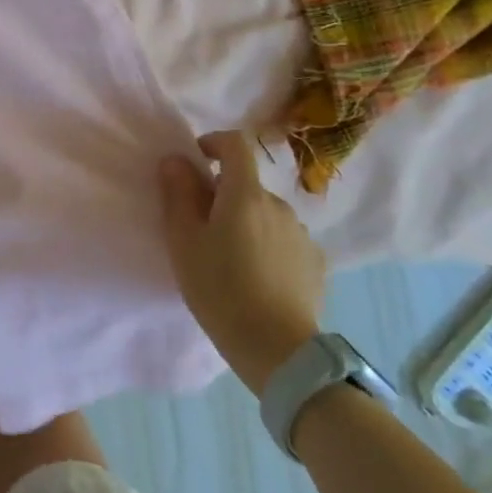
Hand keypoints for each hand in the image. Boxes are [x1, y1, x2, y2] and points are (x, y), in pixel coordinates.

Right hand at [159, 131, 325, 396]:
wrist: (278, 349)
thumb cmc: (220, 289)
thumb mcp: (184, 241)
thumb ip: (178, 194)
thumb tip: (176, 160)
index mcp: (245, 194)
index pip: (235, 144)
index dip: (214, 143)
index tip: (197, 160)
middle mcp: (279, 205)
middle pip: (247, 185)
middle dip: (224, 196)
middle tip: (202, 230)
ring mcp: (302, 234)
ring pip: (265, 214)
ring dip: (246, 222)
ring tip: (230, 260)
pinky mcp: (315, 262)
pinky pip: (283, 240)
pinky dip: (267, 246)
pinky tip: (257, 278)